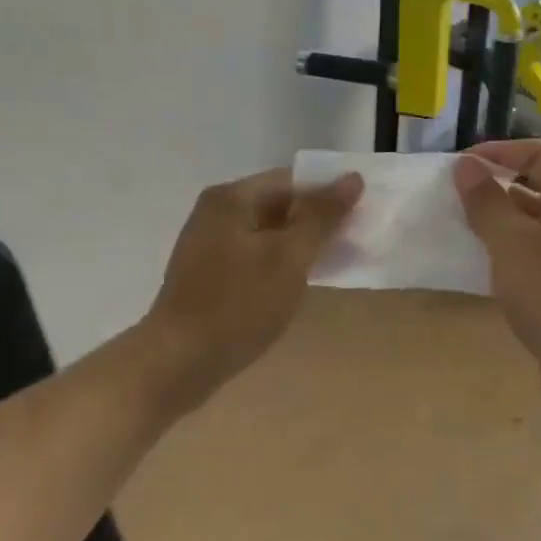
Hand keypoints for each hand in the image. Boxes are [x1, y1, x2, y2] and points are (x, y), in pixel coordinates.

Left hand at [143, 168, 363, 405]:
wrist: (178, 361)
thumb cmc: (238, 304)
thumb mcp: (289, 258)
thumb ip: (322, 216)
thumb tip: (352, 178)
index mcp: (231, 198)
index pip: (292, 180)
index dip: (329, 194)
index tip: (362, 216)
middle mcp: (215, 212)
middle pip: (277, 204)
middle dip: (316, 222)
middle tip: (354, 243)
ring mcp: (207, 244)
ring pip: (266, 234)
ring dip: (298, 246)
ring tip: (332, 265)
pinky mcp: (206, 274)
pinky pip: (251, 257)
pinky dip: (276, 265)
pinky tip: (296, 286)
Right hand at [454, 141, 540, 427]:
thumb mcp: (511, 241)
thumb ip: (486, 201)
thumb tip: (467, 166)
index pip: (536, 154)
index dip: (496, 152)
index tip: (457, 167)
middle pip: (535, 190)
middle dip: (492, 192)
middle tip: (451, 203)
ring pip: (532, 228)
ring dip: (497, 228)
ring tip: (459, 235)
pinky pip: (535, 260)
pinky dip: (508, 258)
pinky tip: (482, 272)